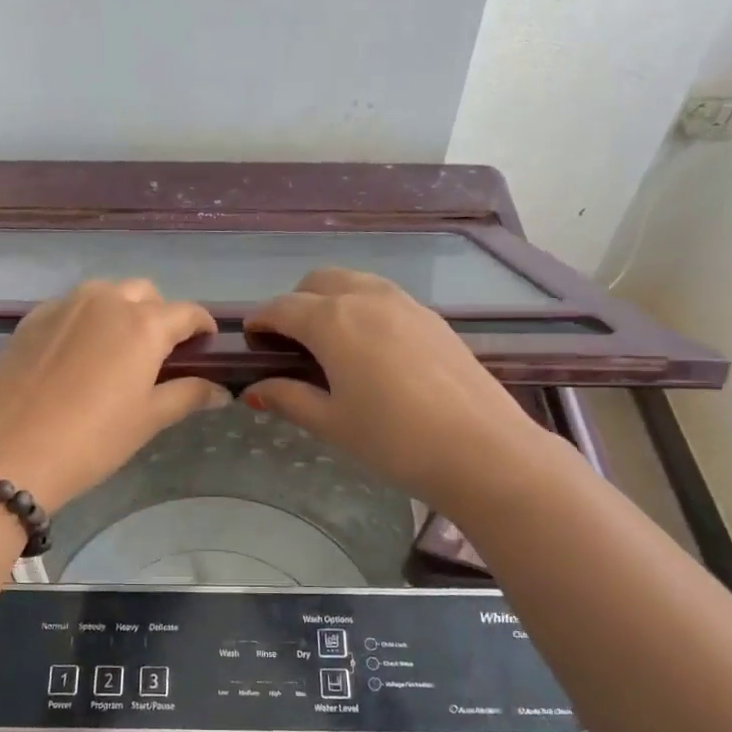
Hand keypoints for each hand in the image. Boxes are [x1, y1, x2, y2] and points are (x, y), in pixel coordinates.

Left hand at [0, 280, 228, 510]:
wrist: (10, 453)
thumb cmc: (92, 440)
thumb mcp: (148, 420)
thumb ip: (188, 396)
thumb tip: (221, 390)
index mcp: (143, 324)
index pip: (187, 312)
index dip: (202, 328)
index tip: (205, 346)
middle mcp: (105, 301)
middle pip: (145, 293)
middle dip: (159, 315)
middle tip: (158, 354)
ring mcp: (63, 305)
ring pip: (105, 293)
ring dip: (121, 311)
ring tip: (116, 350)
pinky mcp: (31, 318)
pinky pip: (70, 306)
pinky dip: (85, 320)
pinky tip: (77, 355)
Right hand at [241, 269, 549, 515]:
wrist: (481, 449)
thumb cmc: (393, 440)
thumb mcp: (331, 423)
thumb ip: (288, 399)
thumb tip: (255, 389)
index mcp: (333, 321)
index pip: (282, 307)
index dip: (260, 320)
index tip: (250, 339)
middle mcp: (367, 298)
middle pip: (318, 282)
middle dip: (294, 304)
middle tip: (289, 344)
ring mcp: (406, 303)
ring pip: (355, 283)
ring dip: (330, 301)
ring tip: (329, 345)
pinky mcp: (433, 318)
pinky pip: (384, 298)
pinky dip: (363, 309)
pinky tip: (370, 351)